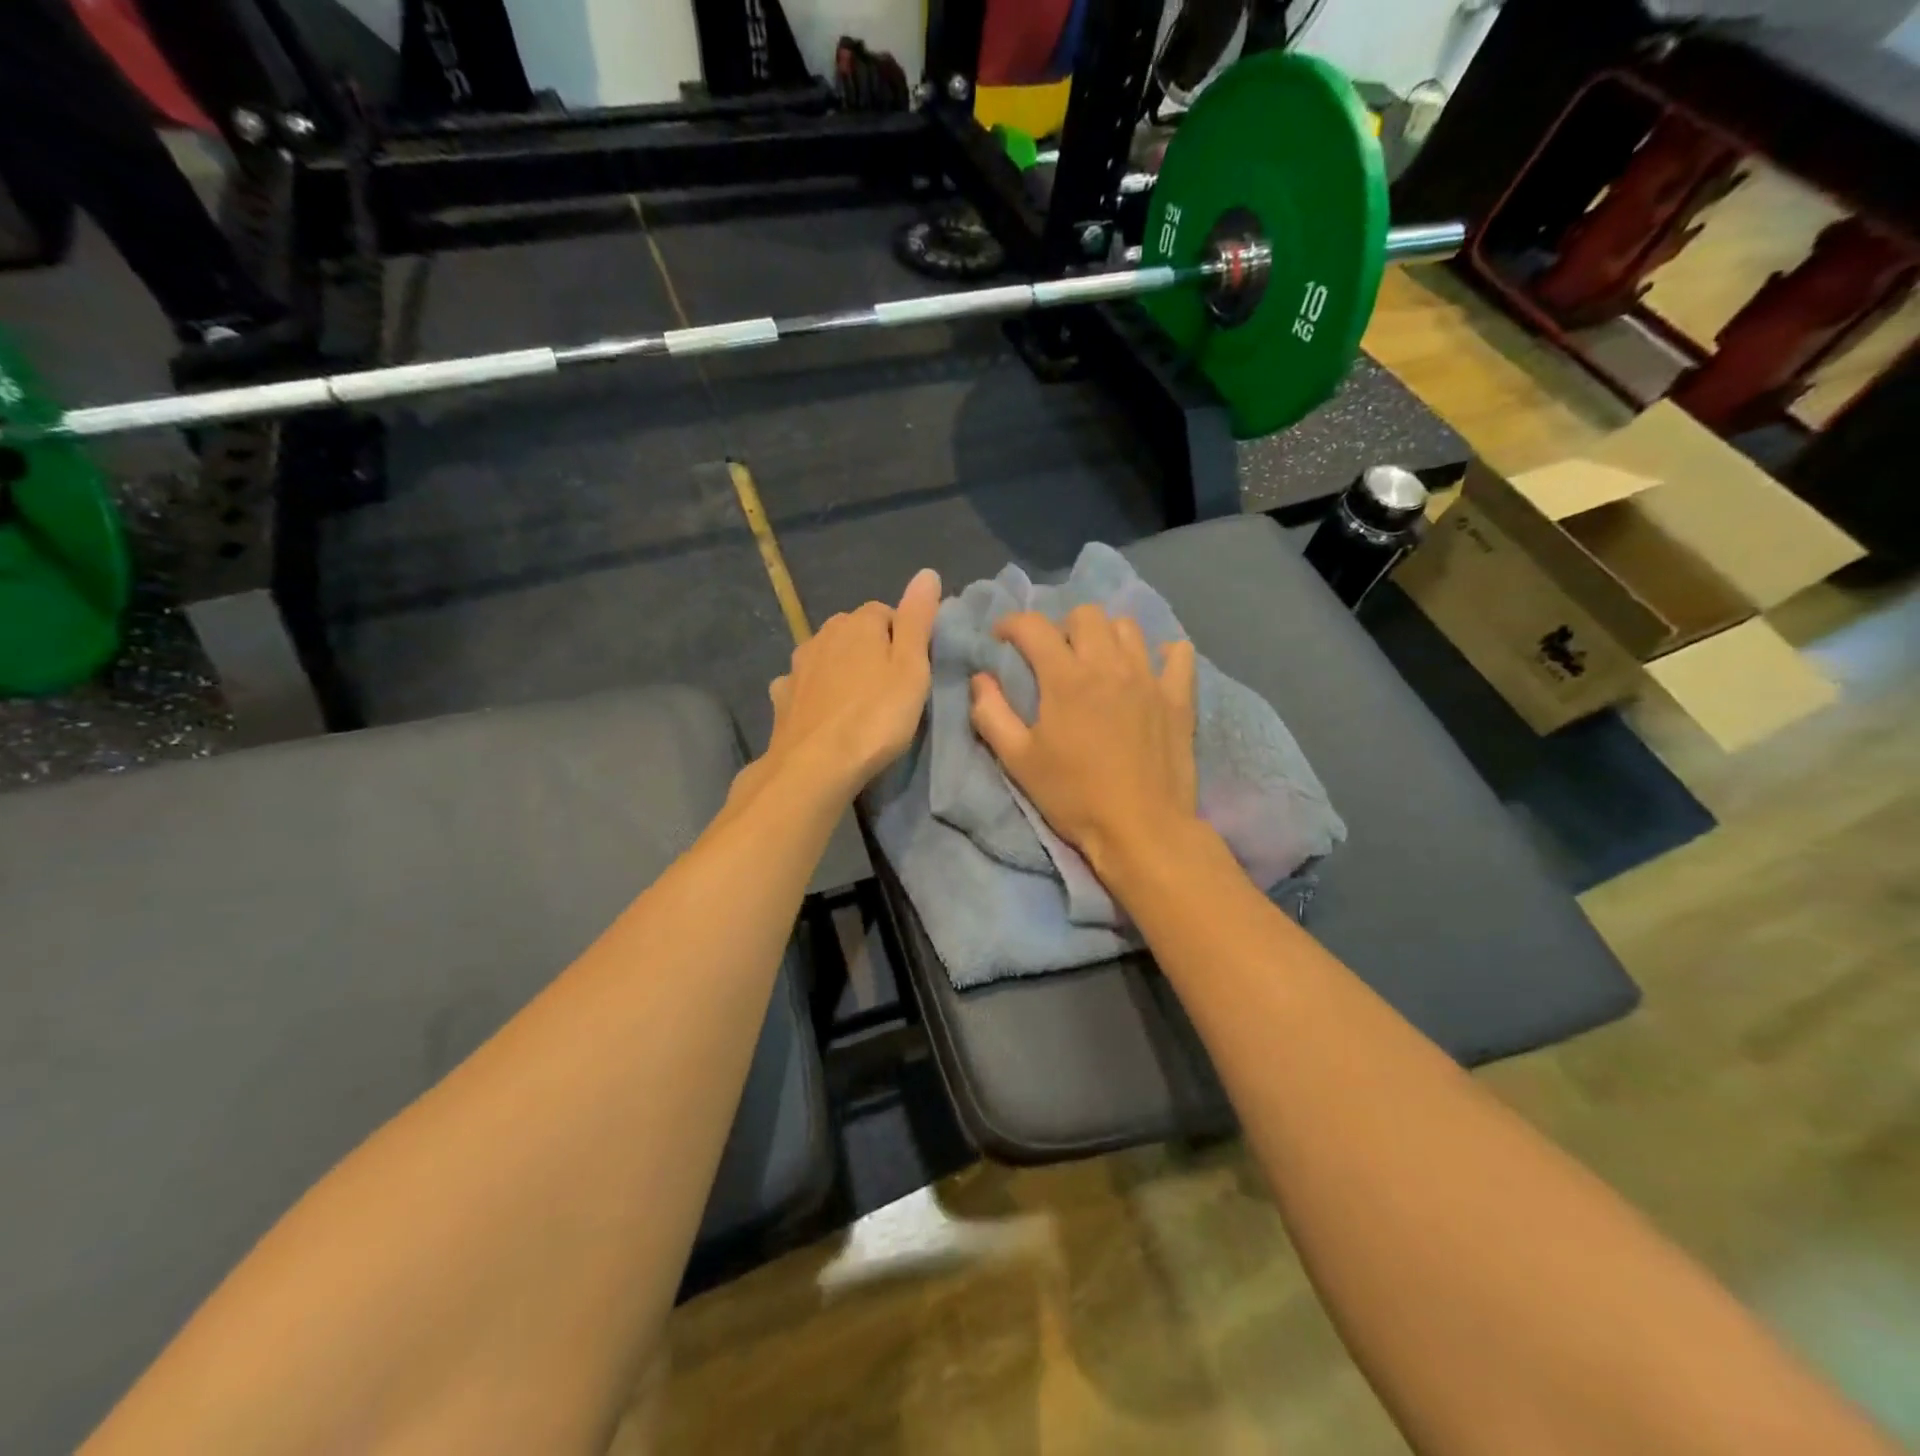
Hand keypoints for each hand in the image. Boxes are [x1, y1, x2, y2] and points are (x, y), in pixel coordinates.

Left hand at [742, 568, 941, 806]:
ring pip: (828, 657)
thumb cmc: (875, 717)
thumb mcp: (912, 668)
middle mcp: (823, 634)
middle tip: (891, 689)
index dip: (903, 639)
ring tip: (859, 703)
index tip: (914, 670)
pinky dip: (815, 692)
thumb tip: (927, 573)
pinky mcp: (782, 697)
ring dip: (842, 671)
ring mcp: (798, 665)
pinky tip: (825, 714)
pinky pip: (804, 684)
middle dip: (872, 652)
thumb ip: (918, 619)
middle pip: (855, 633)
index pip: (887, 613)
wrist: (815, 765)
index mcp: (858, 622)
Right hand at [969, 604, 1199, 876]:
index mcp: (1066, 678)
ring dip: (1106, 636)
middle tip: (1054, 655)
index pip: (1033, 627)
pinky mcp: (1178, 698)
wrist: (1141, 829)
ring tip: (1097, 662)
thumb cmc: (1074, 796)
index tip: (1002, 639)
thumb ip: (992, 714)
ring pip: (1128, 628)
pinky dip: (1163, 653)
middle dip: (1062, 626)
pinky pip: (1178, 654)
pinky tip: (1149, 669)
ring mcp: (1149, 678)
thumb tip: (980, 679)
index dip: (1011, 624)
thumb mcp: (1018, 761)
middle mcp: (1109, 666)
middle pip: (1086, 615)